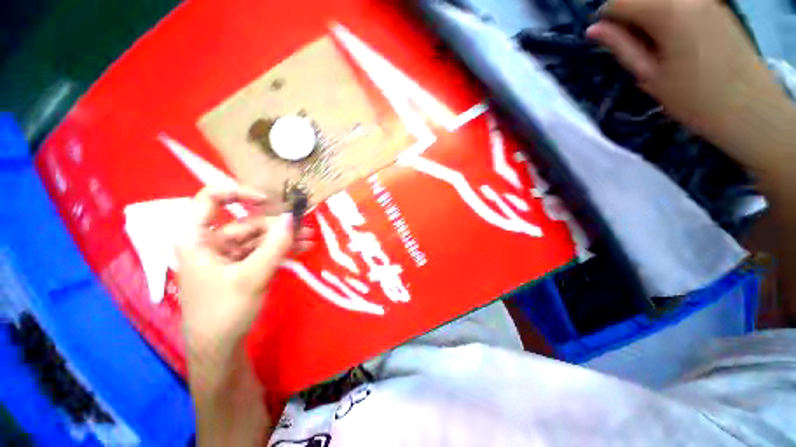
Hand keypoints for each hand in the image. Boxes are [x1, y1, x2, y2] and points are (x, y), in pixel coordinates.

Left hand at [176, 186, 308, 366]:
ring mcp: (227, 256)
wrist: (219, 348)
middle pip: (246, 223)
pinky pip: (261, 252)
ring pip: (258, 239)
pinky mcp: (240, 268)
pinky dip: (280, 250)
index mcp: (198, 239)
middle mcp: (211, 243)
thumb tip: (292, 217)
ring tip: (309, 239)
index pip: (211, 200)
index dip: (239, 193)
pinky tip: (301, 249)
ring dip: (283, 239)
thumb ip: (275, 244)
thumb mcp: (253, 275)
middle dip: (277, 226)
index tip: (268, 200)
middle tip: (306, 229)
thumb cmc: (225, 310)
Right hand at [586, 0, 788, 164]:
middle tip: (631, 45)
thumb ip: (621, 46)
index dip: (607, 19)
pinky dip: (668, 15)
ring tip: (654, 45)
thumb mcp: (649, 75)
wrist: (748, 108)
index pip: (620, 1)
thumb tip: (593, 29)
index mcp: (668, 12)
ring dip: (648, 17)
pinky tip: (673, 39)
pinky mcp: (716, 6)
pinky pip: (680, 3)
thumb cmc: (693, 98)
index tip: (607, 40)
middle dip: (629, 16)